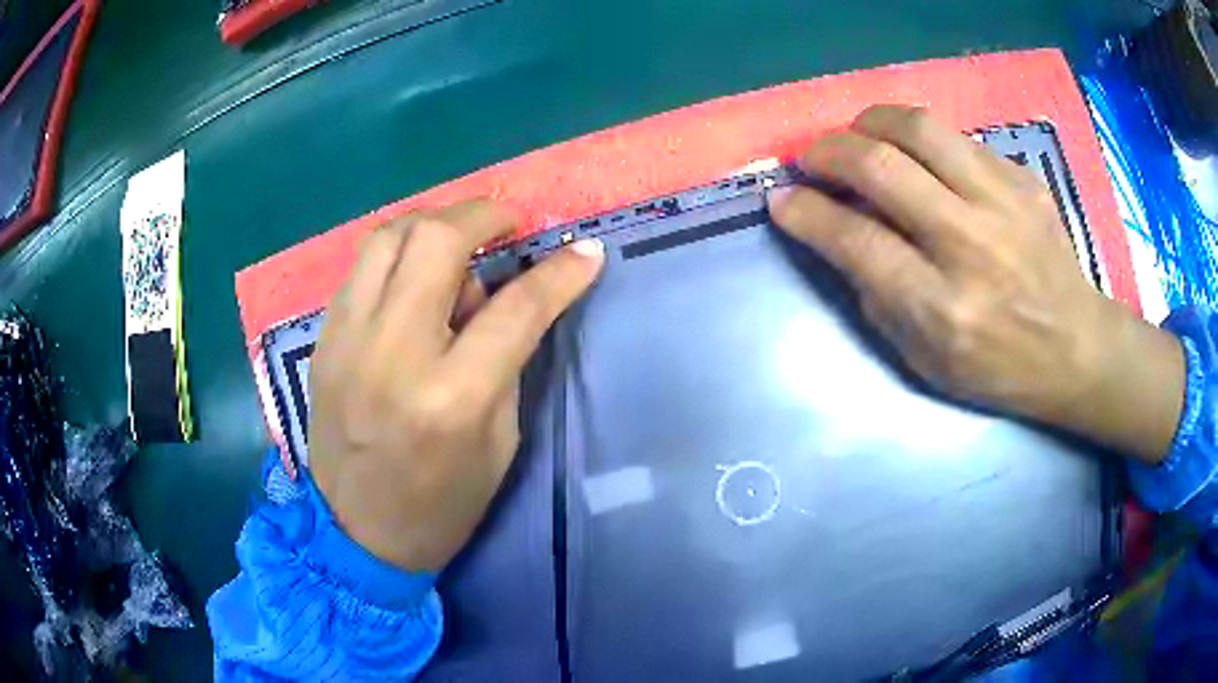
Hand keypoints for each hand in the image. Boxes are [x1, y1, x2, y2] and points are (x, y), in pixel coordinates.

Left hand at [308, 199, 604, 570]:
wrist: (354, 534)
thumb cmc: (440, 505)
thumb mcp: (499, 442)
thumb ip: (505, 360)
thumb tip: (504, 294)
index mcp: (450, 396)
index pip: (515, 308)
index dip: (560, 273)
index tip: (587, 251)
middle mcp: (392, 352)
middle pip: (435, 240)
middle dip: (483, 214)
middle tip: (510, 222)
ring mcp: (347, 340)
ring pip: (388, 236)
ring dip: (434, 222)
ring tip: (461, 236)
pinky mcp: (323, 339)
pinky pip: (362, 268)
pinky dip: (397, 253)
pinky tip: (416, 272)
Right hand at [768, 105, 1183, 463]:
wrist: (1076, 347)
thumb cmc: (999, 369)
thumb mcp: (926, 362)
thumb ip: (876, 296)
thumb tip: (836, 233)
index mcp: (943, 309)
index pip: (857, 240)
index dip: (806, 212)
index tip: (782, 200)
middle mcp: (971, 246)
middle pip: (881, 167)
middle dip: (828, 153)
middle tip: (811, 160)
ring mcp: (1003, 204)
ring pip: (918, 129)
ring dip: (870, 125)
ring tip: (857, 139)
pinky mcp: (1022, 179)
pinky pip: (955, 139)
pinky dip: (920, 142)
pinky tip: (919, 161)